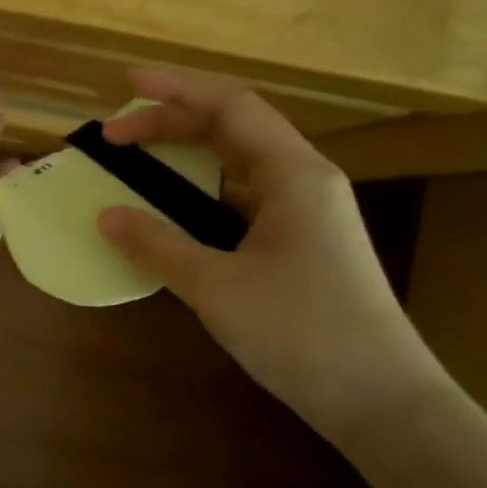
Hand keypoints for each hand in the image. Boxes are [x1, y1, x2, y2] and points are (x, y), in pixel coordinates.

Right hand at [96, 68, 445, 438]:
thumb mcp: (215, 286)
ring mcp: (307, 213)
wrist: (381, 400)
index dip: (176, 90)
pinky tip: (175, 211)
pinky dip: (202, 192)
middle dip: (173, 123)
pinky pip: (243, 197)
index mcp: (293, 175)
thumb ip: (156, 244)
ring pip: (240, 163)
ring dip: (189, 154)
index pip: (230, 107)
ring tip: (140, 161)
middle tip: (116, 136)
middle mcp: (305, 181)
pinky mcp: (302, 242)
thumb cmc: (300, 333)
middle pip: (234, 129)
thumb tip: (105, 215)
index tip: (125, 87)